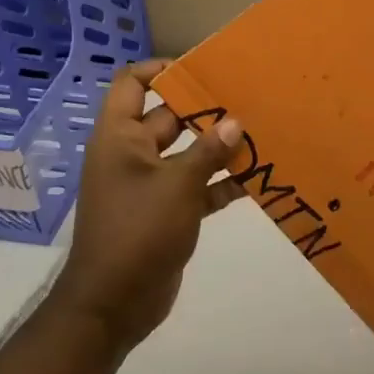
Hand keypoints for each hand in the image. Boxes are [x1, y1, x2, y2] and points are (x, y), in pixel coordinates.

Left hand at [53, 59, 244, 355]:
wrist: (114, 303)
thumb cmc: (138, 231)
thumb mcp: (178, 185)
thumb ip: (209, 151)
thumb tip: (235, 121)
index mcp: (120, 137)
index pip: (132, 84)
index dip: (162, 70)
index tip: (202, 69)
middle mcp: (131, 155)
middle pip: (168, 118)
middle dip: (205, 111)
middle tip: (247, 100)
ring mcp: (148, 185)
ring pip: (187, 154)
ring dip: (218, 149)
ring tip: (259, 135)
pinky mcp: (165, 213)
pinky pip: (195, 188)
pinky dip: (220, 184)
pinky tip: (255, 180)